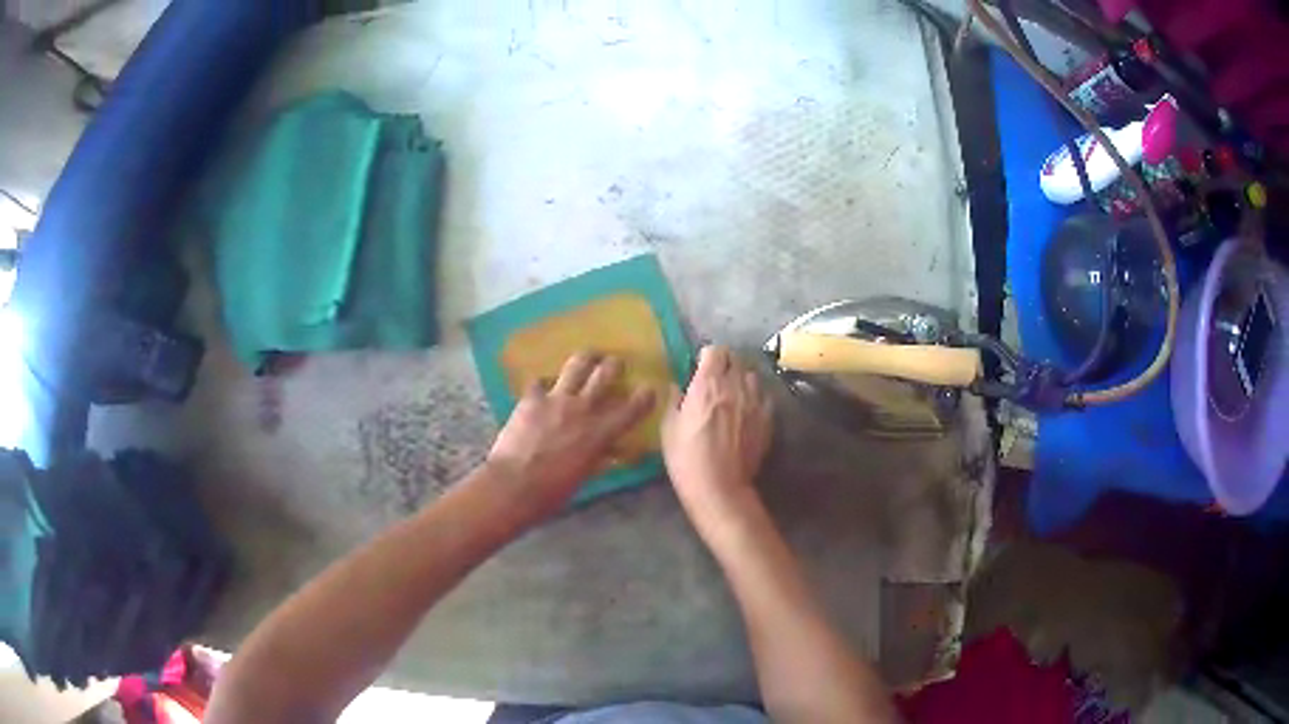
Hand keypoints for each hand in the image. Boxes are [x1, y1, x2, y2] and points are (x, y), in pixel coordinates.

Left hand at [486, 353, 655, 519]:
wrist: (515, 484)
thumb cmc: (552, 491)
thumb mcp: (583, 475)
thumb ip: (598, 457)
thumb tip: (611, 451)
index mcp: (601, 433)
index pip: (633, 408)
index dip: (645, 396)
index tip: (649, 389)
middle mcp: (583, 409)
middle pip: (606, 374)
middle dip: (614, 365)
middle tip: (616, 363)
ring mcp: (556, 399)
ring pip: (577, 365)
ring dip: (586, 358)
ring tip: (589, 356)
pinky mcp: (531, 398)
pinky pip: (540, 381)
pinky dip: (544, 383)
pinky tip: (542, 387)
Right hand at [662, 346, 772, 527]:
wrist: (720, 488)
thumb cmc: (686, 459)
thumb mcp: (668, 429)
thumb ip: (673, 400)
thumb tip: (676, 386)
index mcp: (707, 384)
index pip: (714, 350)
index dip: (707, 356)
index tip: (699, 368)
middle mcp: (735, 385)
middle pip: (735, 359)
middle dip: (724, 364)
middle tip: (714, 380)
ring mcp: (755, 401)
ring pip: (751, 376)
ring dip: (741, 379)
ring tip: (733, 394)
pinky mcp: (768, 419)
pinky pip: (764, 397)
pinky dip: (755, 398)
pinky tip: (746, 411)